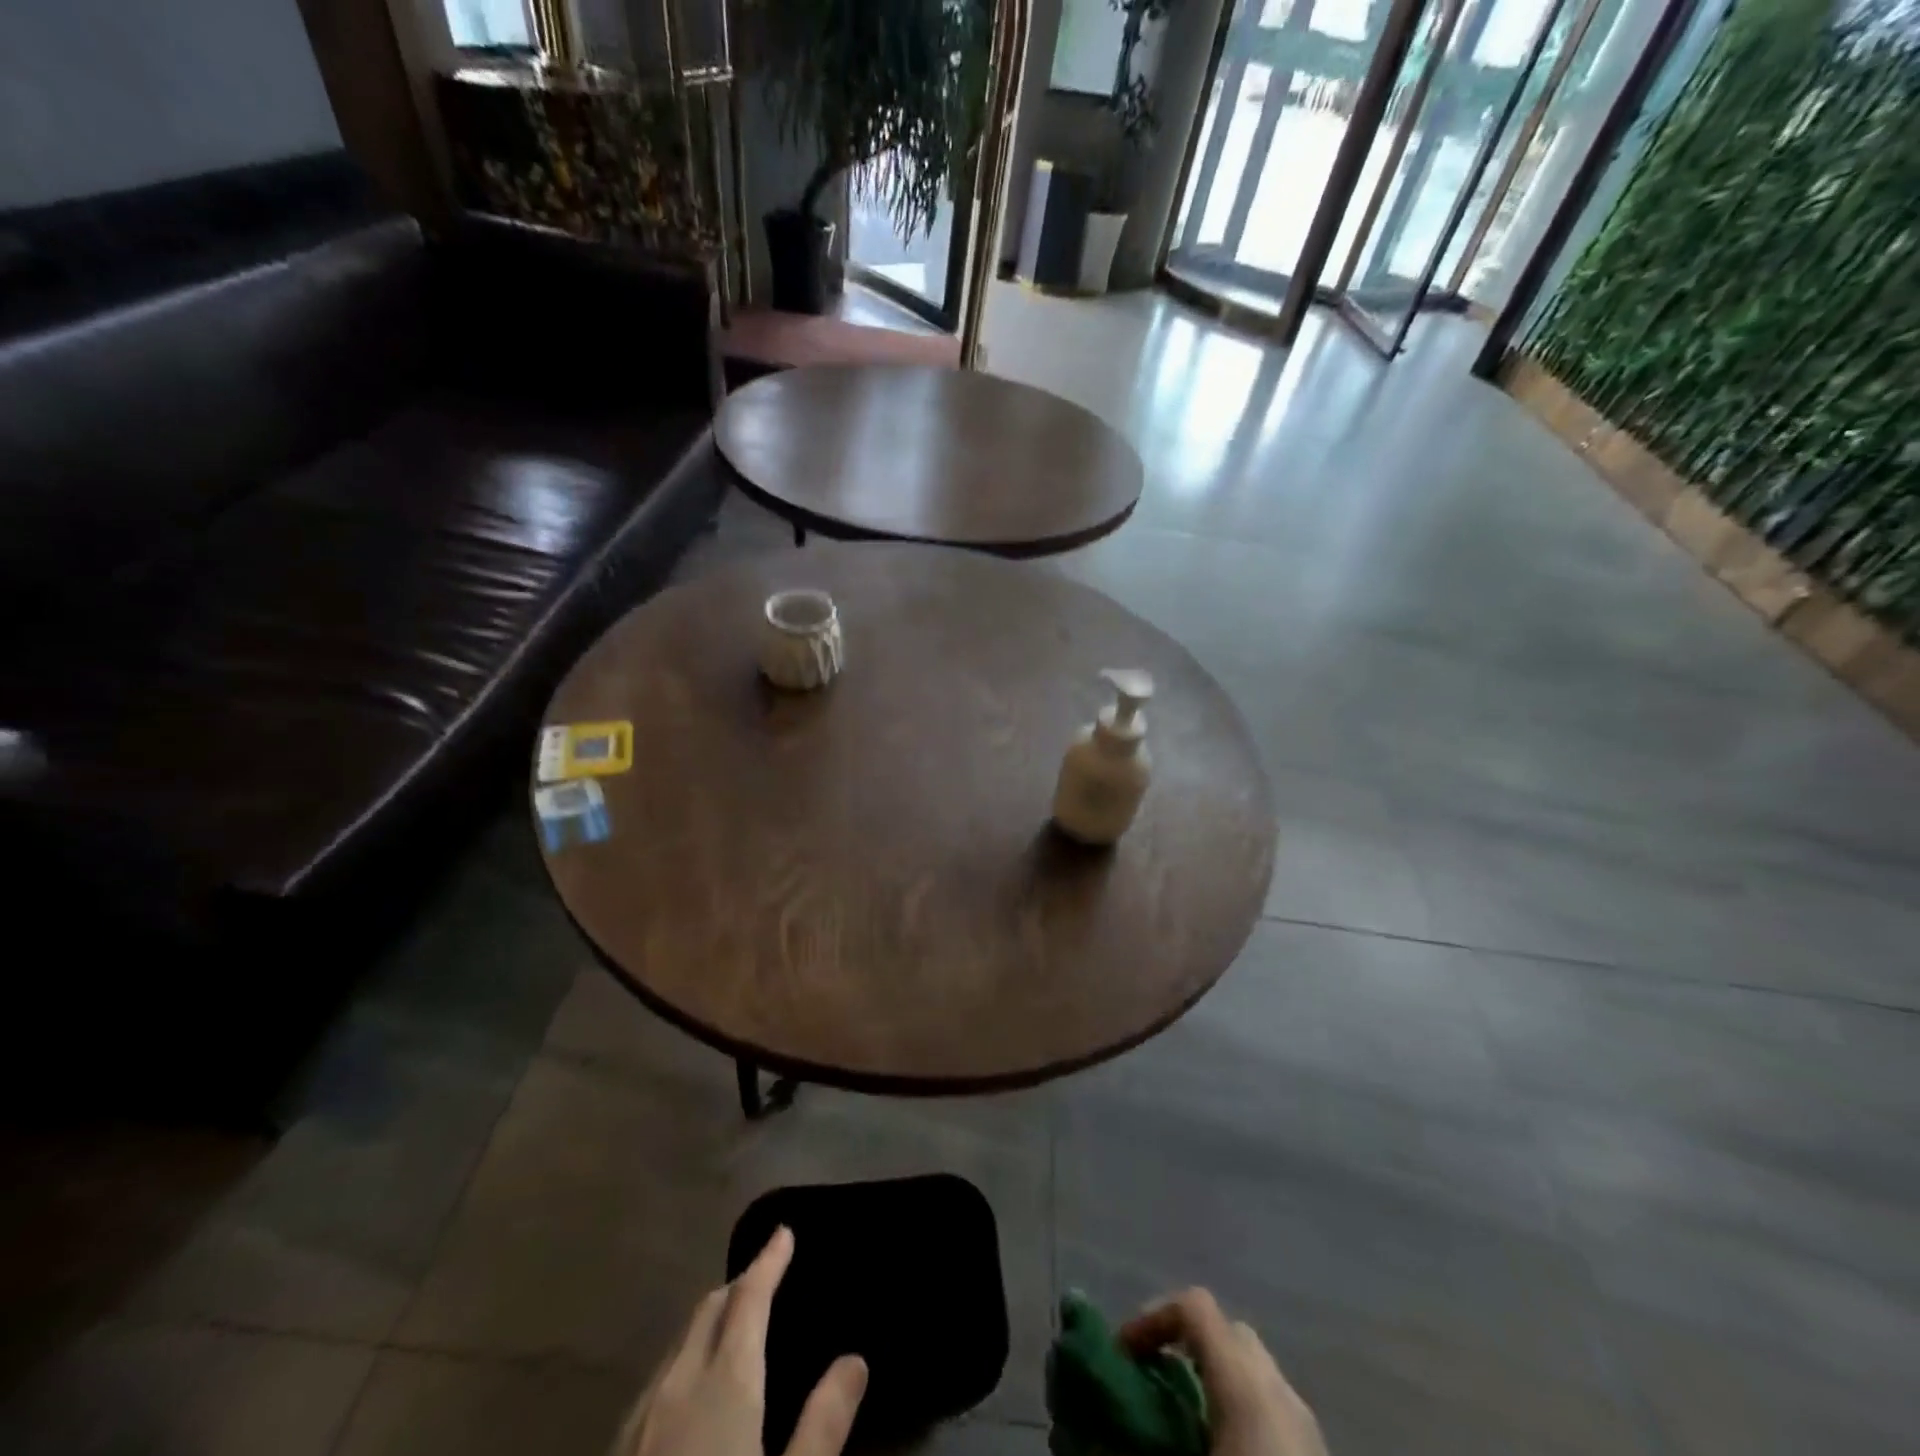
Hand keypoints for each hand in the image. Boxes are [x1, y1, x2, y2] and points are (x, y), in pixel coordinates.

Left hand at [613, 1227, 867, 1455]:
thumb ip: (823, 1425)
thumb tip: (855, 1358)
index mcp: (723, 1385)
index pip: (749, 1298)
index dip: (769, 1261)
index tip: (784, 1233)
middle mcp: (675, 1388)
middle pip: (708, 1312)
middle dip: (739, 1285)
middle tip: (767, 1276)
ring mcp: (637, 1425)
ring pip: (678, 1345)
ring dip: (710, 1322)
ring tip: (735, 1326)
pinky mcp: (615, 1455)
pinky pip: (656, 1382)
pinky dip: (684, 1360)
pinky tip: (690, 1391)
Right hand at [1121, 1289, 1326, 1455]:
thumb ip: (1133, 1451)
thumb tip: (1087, 1444)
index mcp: (1247, 1387)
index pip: (1195, 1308)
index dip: (1151, 1318)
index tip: (1122, 1358)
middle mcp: (1280, 1392)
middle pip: (1228, 1333)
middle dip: (1185, 1346)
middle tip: (1151, 1385)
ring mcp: (1307, 1429)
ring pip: (1253, 1373)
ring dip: (1213, 1382)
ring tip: (1182, 1430)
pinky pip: (1271, 1411)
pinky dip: (1240, 1415)